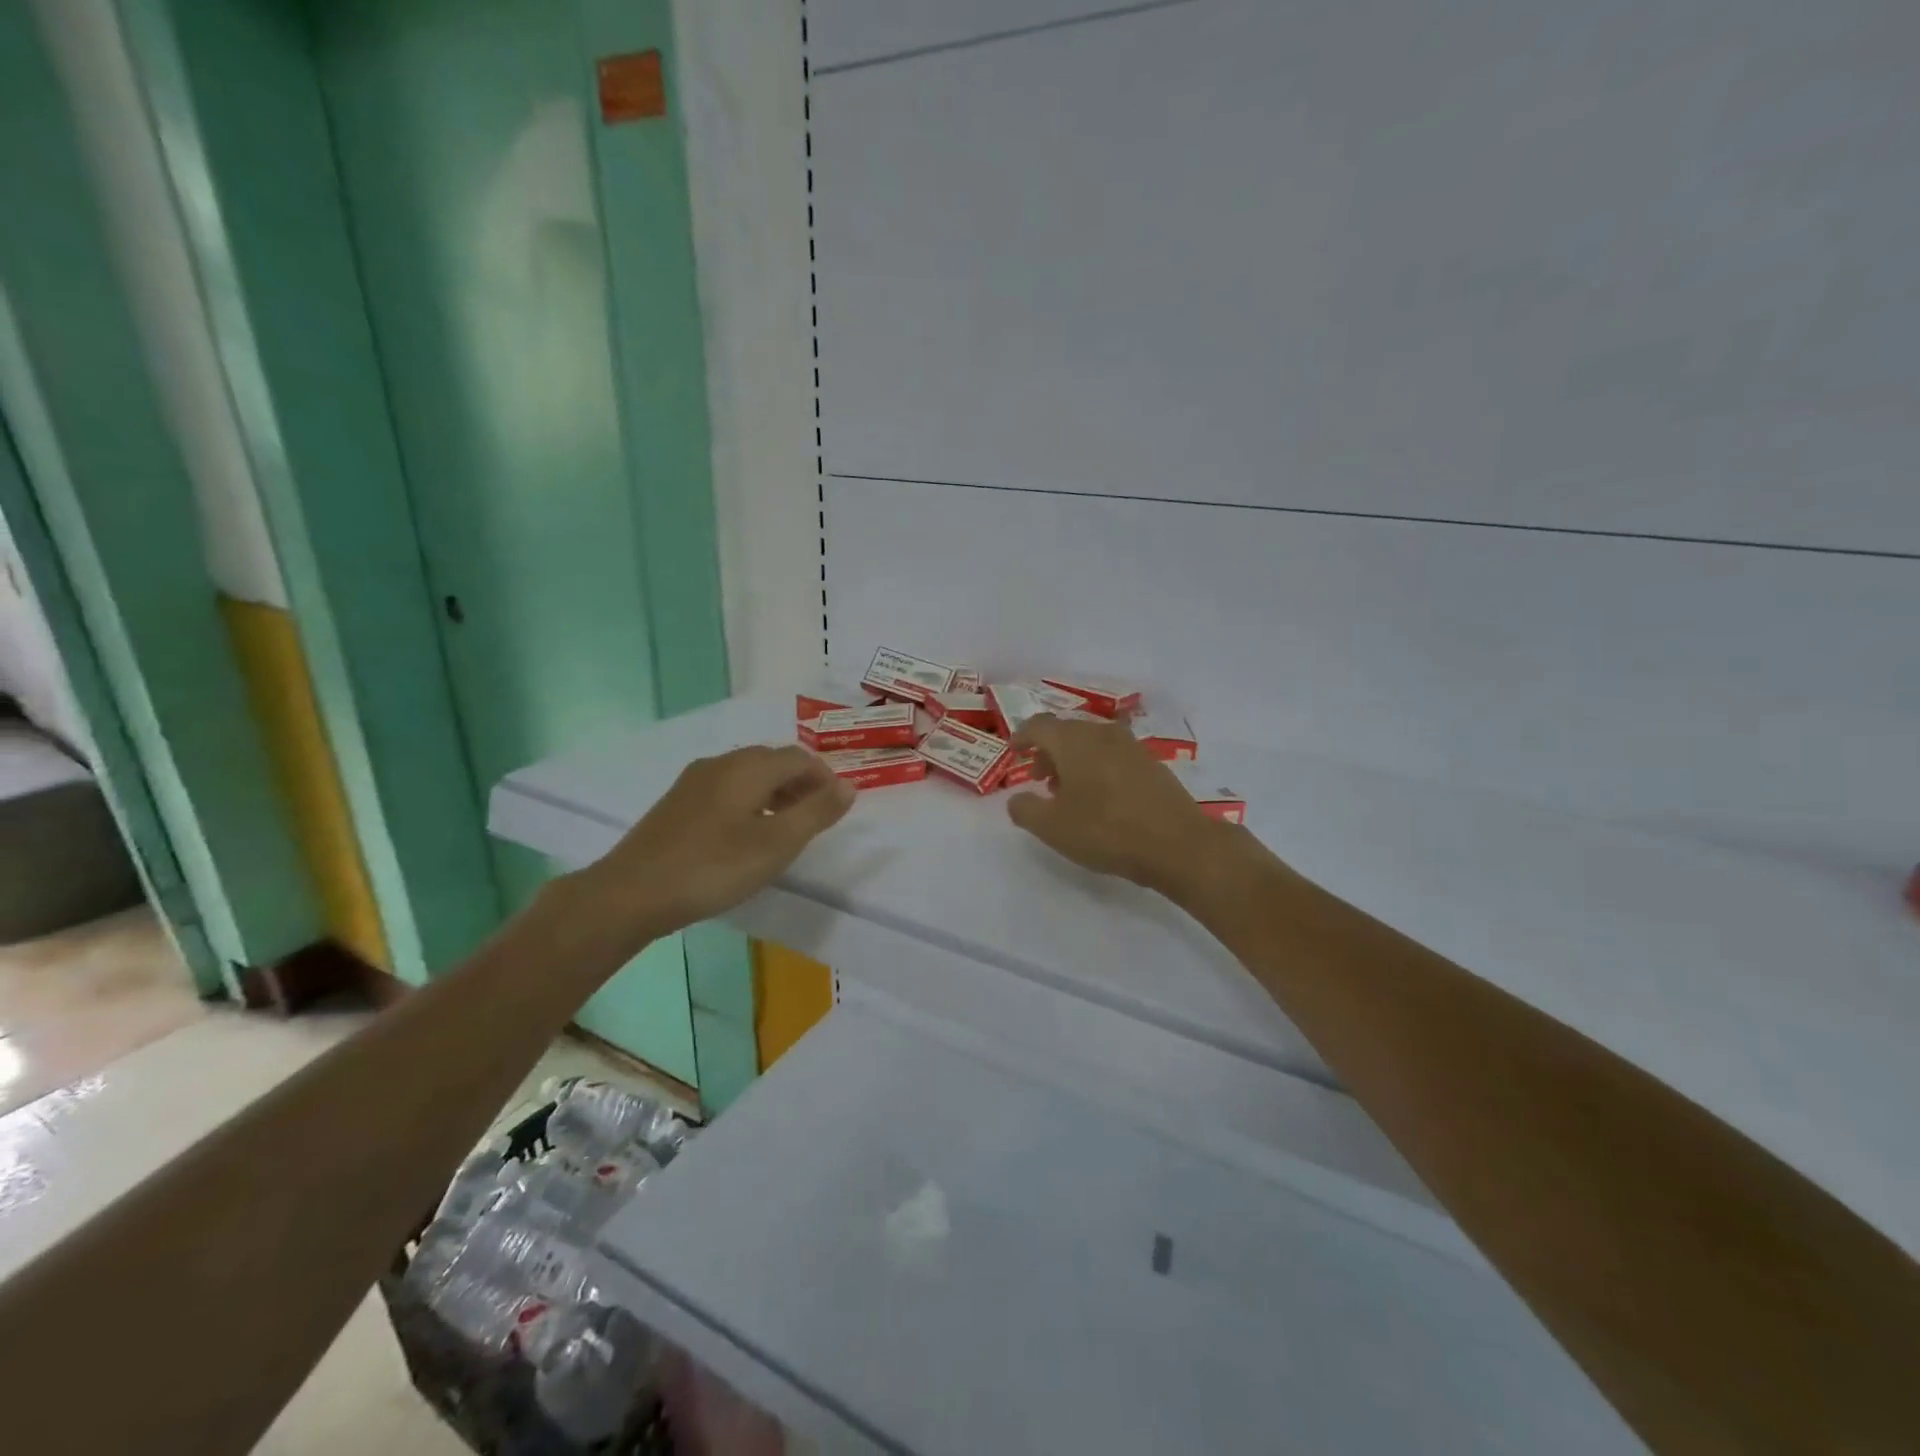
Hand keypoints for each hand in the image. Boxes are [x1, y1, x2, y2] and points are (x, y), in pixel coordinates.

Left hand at [575, 745, 854, 948]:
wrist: (631, 892)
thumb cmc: (713, 867)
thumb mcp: (777, 844)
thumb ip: (816, 812)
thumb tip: (848, 786)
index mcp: (748, 767)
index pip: (799, 757)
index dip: (825, 777)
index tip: (838, 806)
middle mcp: (721, 763)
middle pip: (772, 761)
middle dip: (801, 783)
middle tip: (816, 817)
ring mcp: (694, 781)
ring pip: (747, 775)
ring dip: (775, 792)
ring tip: (786, 828)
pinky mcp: (677, 803)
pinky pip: (726, 789)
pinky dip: (750, 801)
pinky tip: (746, 834)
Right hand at [1007, 714, 1236, 899]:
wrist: (1177, 844)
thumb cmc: (1106, 831)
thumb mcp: (1052, 828)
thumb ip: (1025, 810)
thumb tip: (1016, 799)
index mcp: (1073, 741)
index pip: (1039, 725)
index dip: (1022, 737)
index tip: (1014, 752)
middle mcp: (1102, 734)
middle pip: (1066, 732)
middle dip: (1048, 751)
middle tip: (1039, 779)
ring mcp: (1131, 746)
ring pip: (1092, 743)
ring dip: (1074, 761)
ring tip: (1068, 793)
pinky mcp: (1152, 763)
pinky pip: (1113, 756)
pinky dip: (1097, 768)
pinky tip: (1100, 798)